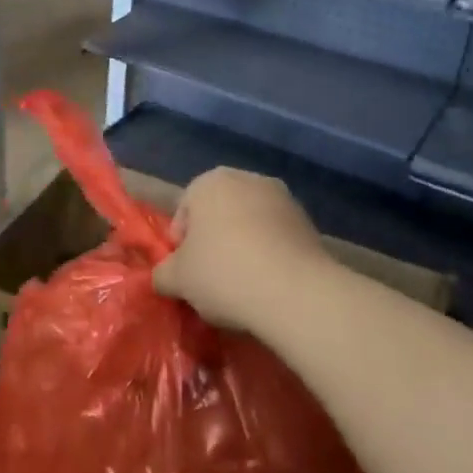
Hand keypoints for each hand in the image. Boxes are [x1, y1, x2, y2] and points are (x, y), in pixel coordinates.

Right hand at [152, 168, 328, 335]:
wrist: (296, 293)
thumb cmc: (223, 273)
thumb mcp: (177, 279)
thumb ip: (163, 273)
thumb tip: (165, 277)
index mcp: (210, 182)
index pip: (184, 211)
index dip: (180, 245)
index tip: (186, 273)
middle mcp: (248, 179)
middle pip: (218, 214)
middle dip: (213, 243)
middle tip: (211, 279)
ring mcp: (284, 199)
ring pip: (250, 226)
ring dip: (243, 248)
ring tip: (242, 286)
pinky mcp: (310, 223)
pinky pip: (277, 239)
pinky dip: (269, 256)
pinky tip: (268, 285)